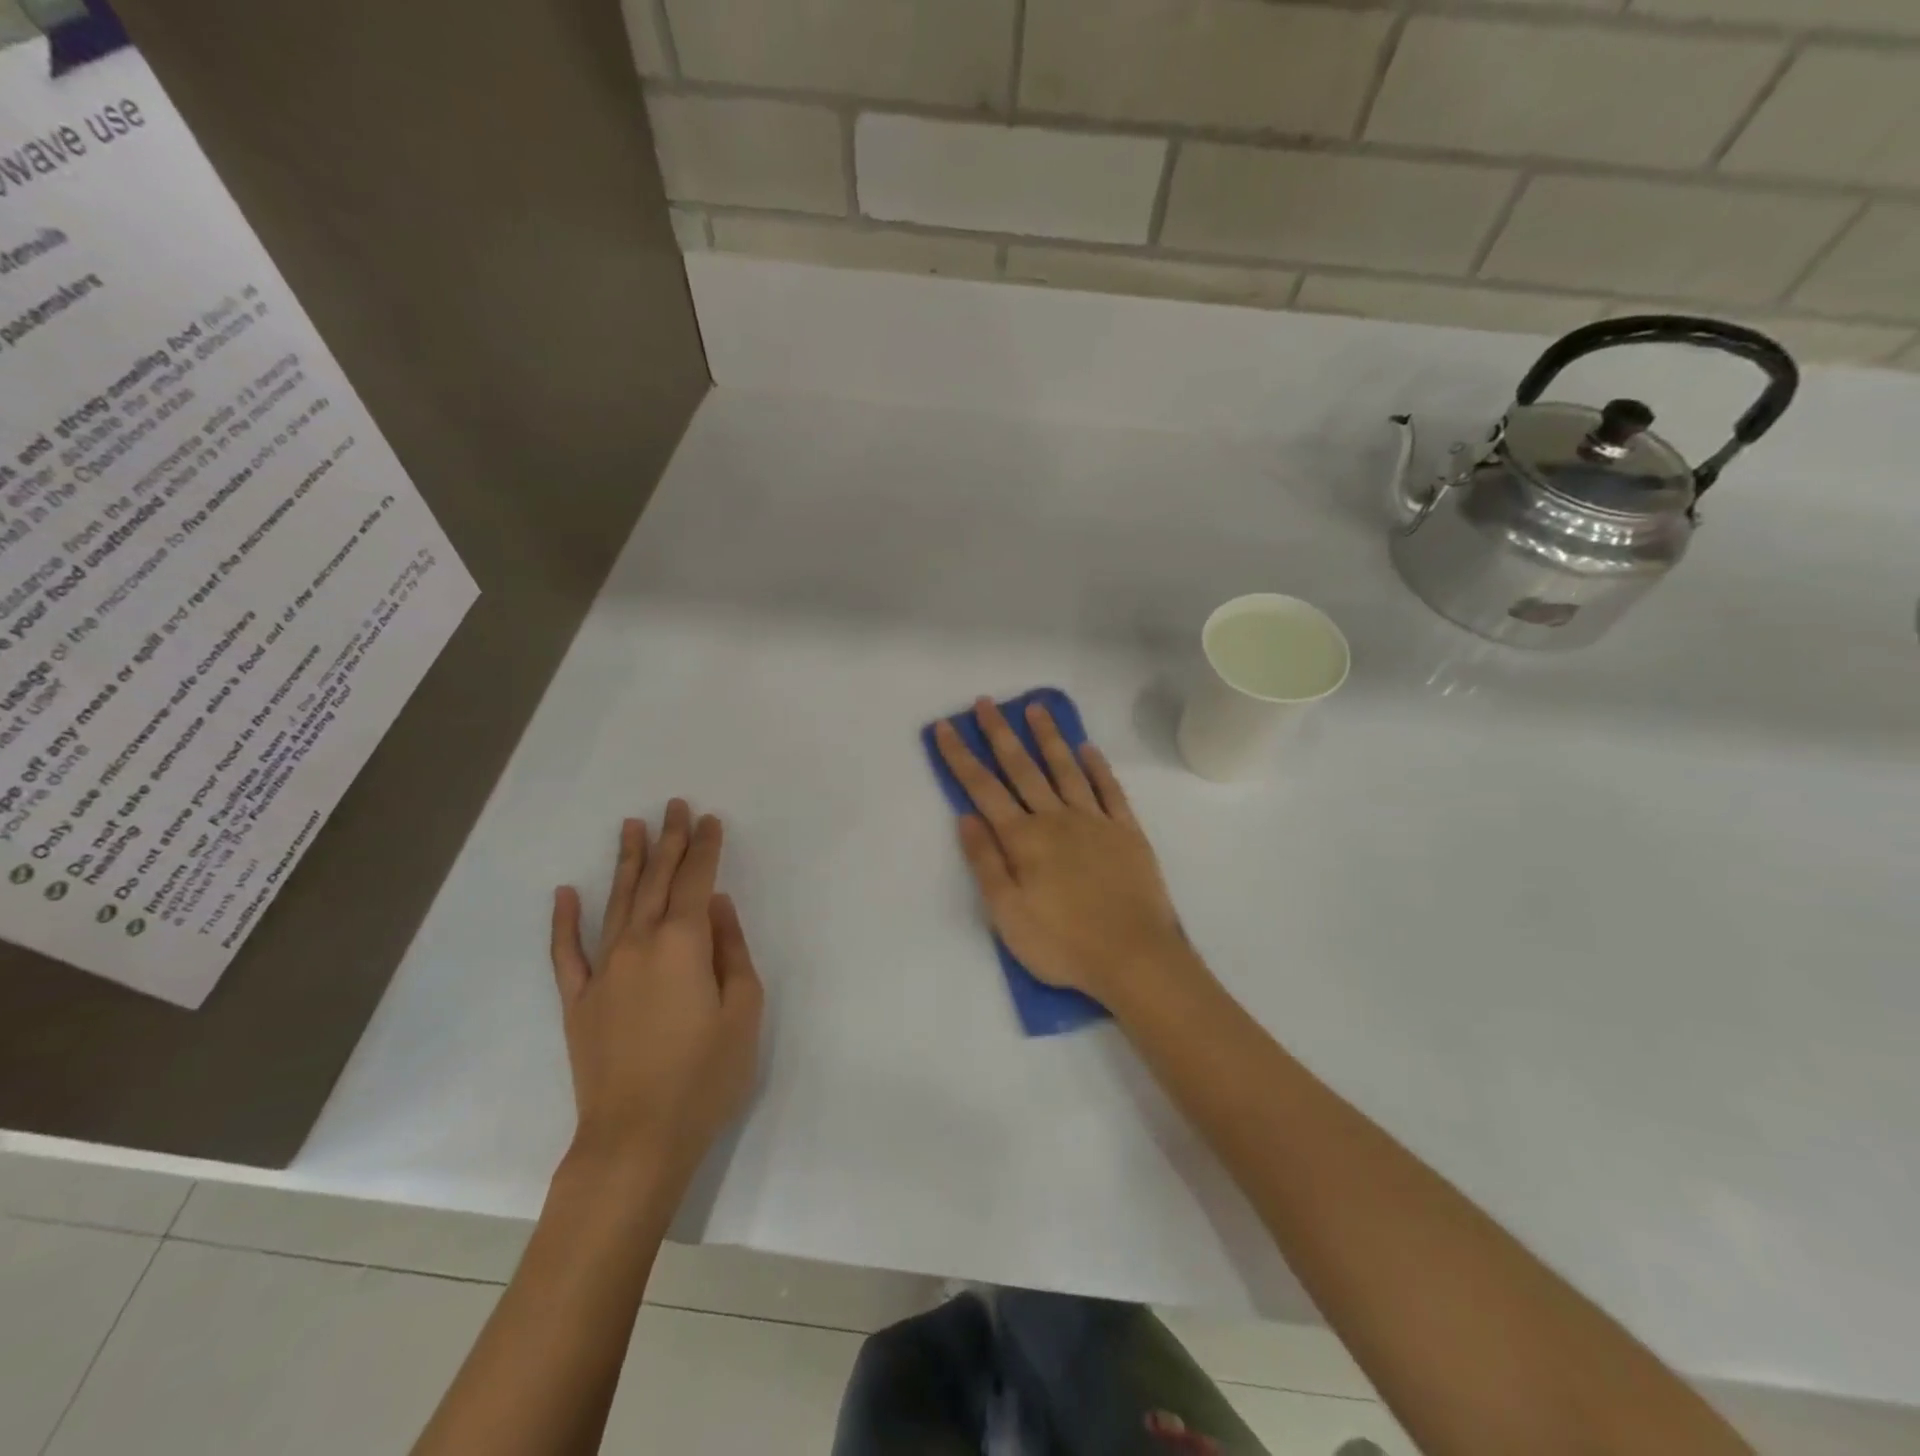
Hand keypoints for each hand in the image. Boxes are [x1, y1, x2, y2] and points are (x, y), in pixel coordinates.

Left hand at [549, 801, 763, 1190]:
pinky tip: (566, 892)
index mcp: (684, 944)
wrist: (636, 1140)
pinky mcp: (578, 1001)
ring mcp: (603, 971)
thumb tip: (719, 906)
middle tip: (674, 806)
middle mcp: (639, 945)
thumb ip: (732, 951)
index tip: (710, 820)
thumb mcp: (743, 1011)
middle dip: (669, 841)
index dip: (705, 848)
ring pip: (616, 902)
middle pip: (657, 881)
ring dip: (627, 862)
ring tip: (632, 827)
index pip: (697, 881)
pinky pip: (567, 951)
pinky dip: (564, 920)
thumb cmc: (705, 1076)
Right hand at [934, 698, 1195, 1008]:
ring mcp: (1095, 821)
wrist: (1134, 957)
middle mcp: (1056, 819)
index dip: (961, 757)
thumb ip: (986, 862)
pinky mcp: (1127, 832)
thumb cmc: (1062, 943)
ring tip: (1036, 708)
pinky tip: (1088, 749)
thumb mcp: (1007, 914)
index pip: (984, 789)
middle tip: (986, 702)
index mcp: (1024, 839)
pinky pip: (1110, 790)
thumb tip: (966, 817)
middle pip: (1023, 768)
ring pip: (1066, 769)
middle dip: (1000, 734)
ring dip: (1048, 737)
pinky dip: (1098, 767)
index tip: (945, 727)